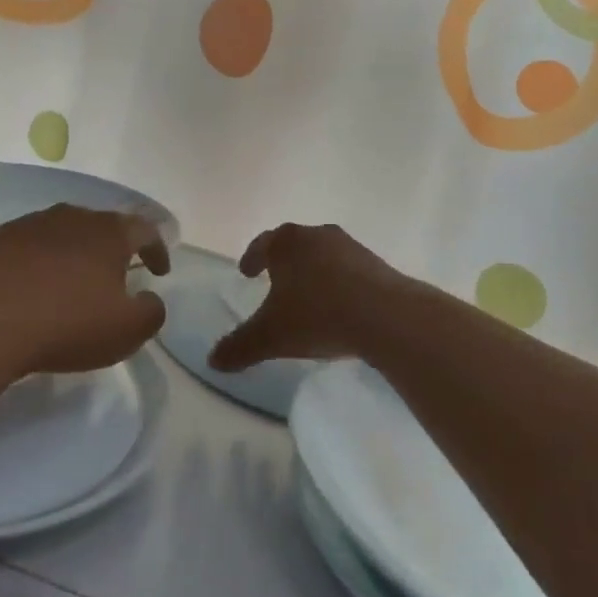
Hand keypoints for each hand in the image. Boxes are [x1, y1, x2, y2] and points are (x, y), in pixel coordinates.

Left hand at [0, 205, 169, 377]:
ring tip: (70, 282)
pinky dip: (37, 262)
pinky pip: (26, 246)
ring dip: (72, 253)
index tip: (159, 272)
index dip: (157, 249)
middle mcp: (71, 217)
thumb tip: (151, 299)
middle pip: (101, 226)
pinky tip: (29, 287)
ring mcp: (29, 224)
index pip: (144, 230)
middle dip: (113, 249)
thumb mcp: (125, 331)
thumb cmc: (65, 323)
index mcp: (108, 233)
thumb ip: (151, 313)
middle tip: (115, 275)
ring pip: (62, 232)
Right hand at [210, 223, 412, 372]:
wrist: (385, 315)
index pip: (262, 245)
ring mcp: (349, 246)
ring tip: (308, 294)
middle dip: (282, 262)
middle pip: (293, 244)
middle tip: (274, 279)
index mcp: (286, 243)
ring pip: (322, 254)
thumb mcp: (271, 337)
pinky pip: (348, 269)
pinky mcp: (376, 263)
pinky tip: (339, 304)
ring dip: (313, 270)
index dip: (251, 258)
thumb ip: (239, 346)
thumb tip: (212, 361)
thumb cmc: (317, 316)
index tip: (246, 271)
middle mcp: (316, 236)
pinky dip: (338, 281)